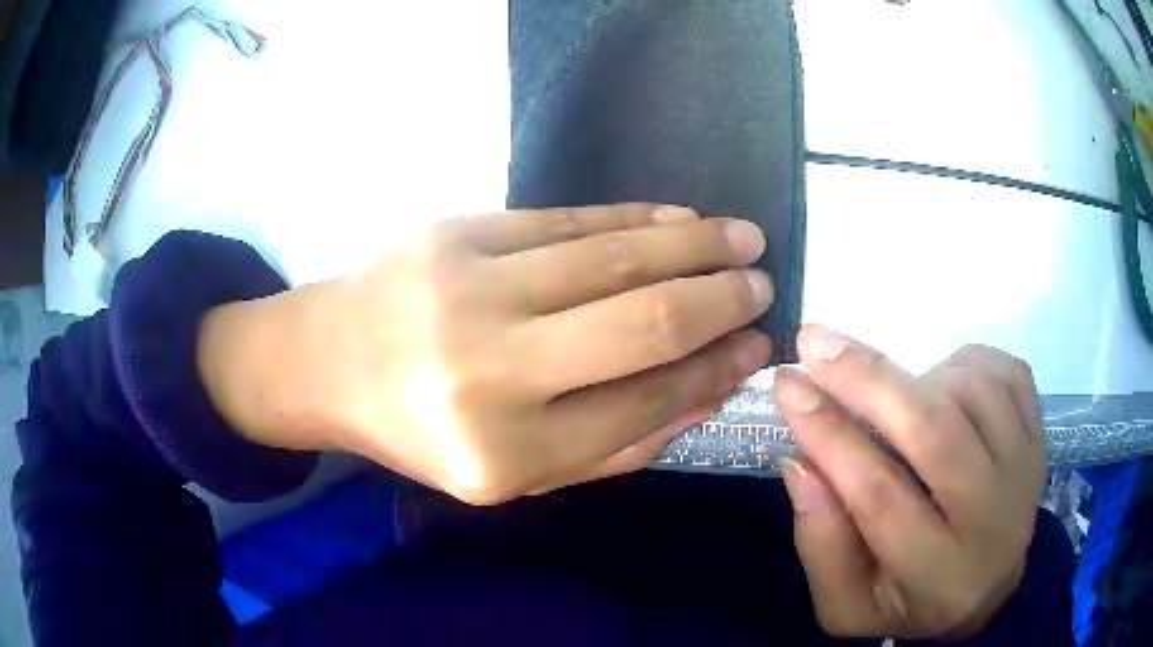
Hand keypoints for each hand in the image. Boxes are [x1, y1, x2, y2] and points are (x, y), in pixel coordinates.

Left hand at [199, 204, 773, 503]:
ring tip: (741, 238)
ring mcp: (467, 289)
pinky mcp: (454, 232)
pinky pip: (565, 219)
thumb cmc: (418, 431)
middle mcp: (488, 372)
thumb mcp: (512, 473)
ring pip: (612, 257)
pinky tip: (677, 218)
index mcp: (504, 455)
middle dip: (719, 300)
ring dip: (692, 244)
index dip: (711, 372)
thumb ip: (612, 445)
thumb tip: (705, 392)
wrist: (324, 362)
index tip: (753, 348)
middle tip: (762, 284)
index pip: (643, 404)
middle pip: (641, 323)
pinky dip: (633, 218)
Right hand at [772, 326, 1046, 639]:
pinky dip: (963, 362)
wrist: (989, 589)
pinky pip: (1004, 370)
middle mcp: (991, 518)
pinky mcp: (1039, 436)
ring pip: (970, 391)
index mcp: (935, 574)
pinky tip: (943, 385)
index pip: (880, 497)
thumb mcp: (847, 605)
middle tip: (816, 342)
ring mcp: (1024, 468)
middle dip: (869, 380)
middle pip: (935, 432)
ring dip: (917, 376)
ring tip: (894, 398)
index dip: (830, 437)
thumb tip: (798, 460)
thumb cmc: (910, 599)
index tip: (787, 387)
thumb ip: (820, 544)